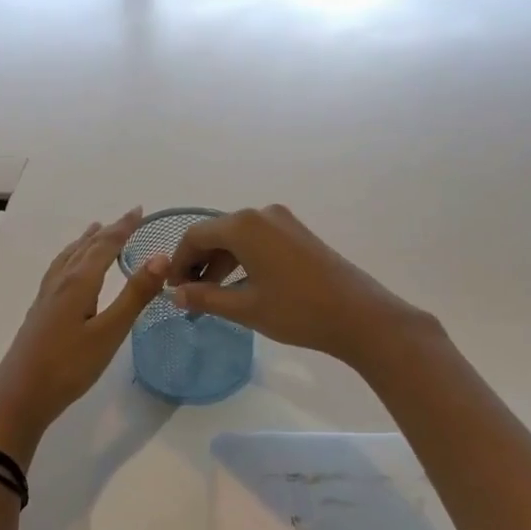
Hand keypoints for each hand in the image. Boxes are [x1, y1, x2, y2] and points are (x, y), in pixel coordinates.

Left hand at [0, 209, 170, 468]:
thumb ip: (134, 295)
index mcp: (78, 283)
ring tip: (93, 231)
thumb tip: (161, 257)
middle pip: (85, 248)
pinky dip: (70, 259)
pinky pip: (58, 272)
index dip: (123, 228)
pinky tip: (68, 273)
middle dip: (107, 232)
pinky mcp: (39, 314)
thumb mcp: (109, 333)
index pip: (104, 246)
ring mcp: (46, 298)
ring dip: (84, 243)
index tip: (140, 210)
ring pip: (67, 259)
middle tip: (126, 218)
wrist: (18, 399)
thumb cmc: (68, 367)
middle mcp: (60, 283)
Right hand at [166, 204, 429, 368]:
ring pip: (238, 237)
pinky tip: (240, 285)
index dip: (179, 261)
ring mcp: (283, 221)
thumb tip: (175, 294)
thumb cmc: (297, 311)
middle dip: (199, 262)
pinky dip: (242, 259)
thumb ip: (205, 297)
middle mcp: (262, 214)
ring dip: (220, 262)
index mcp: (243, 225)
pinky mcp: (298, 233)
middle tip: (188, 295)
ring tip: (211, 294)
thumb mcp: (245, 307)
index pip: (195, 236)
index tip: (171, 288)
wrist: (359, 316)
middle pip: (216, 233)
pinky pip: (258, 240)